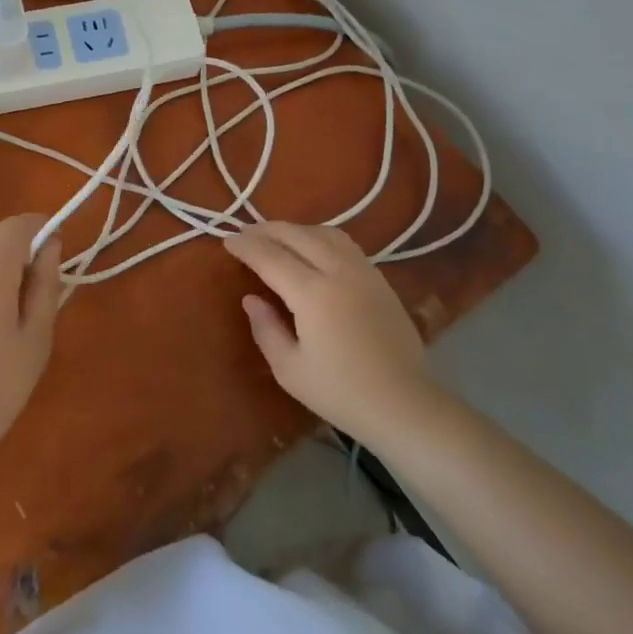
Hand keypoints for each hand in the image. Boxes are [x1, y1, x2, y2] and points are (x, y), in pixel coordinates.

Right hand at [224, 222, 432, 441]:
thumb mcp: (290, 370)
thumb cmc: (341, 393)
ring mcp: (363, 272)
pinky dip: (320, 237)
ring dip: (296, 229)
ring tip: (278, 237)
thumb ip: (266, 329)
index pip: (270, 257)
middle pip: (297, 235)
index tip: (227, 241)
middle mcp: (338, 271)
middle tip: (246, 233)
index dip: (246, 247)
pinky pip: (345, 244)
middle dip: (267, 230)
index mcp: (312, 293)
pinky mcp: (380, 280)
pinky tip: (313, 248)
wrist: (405, 404)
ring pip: (325, 233)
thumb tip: (252, 298)